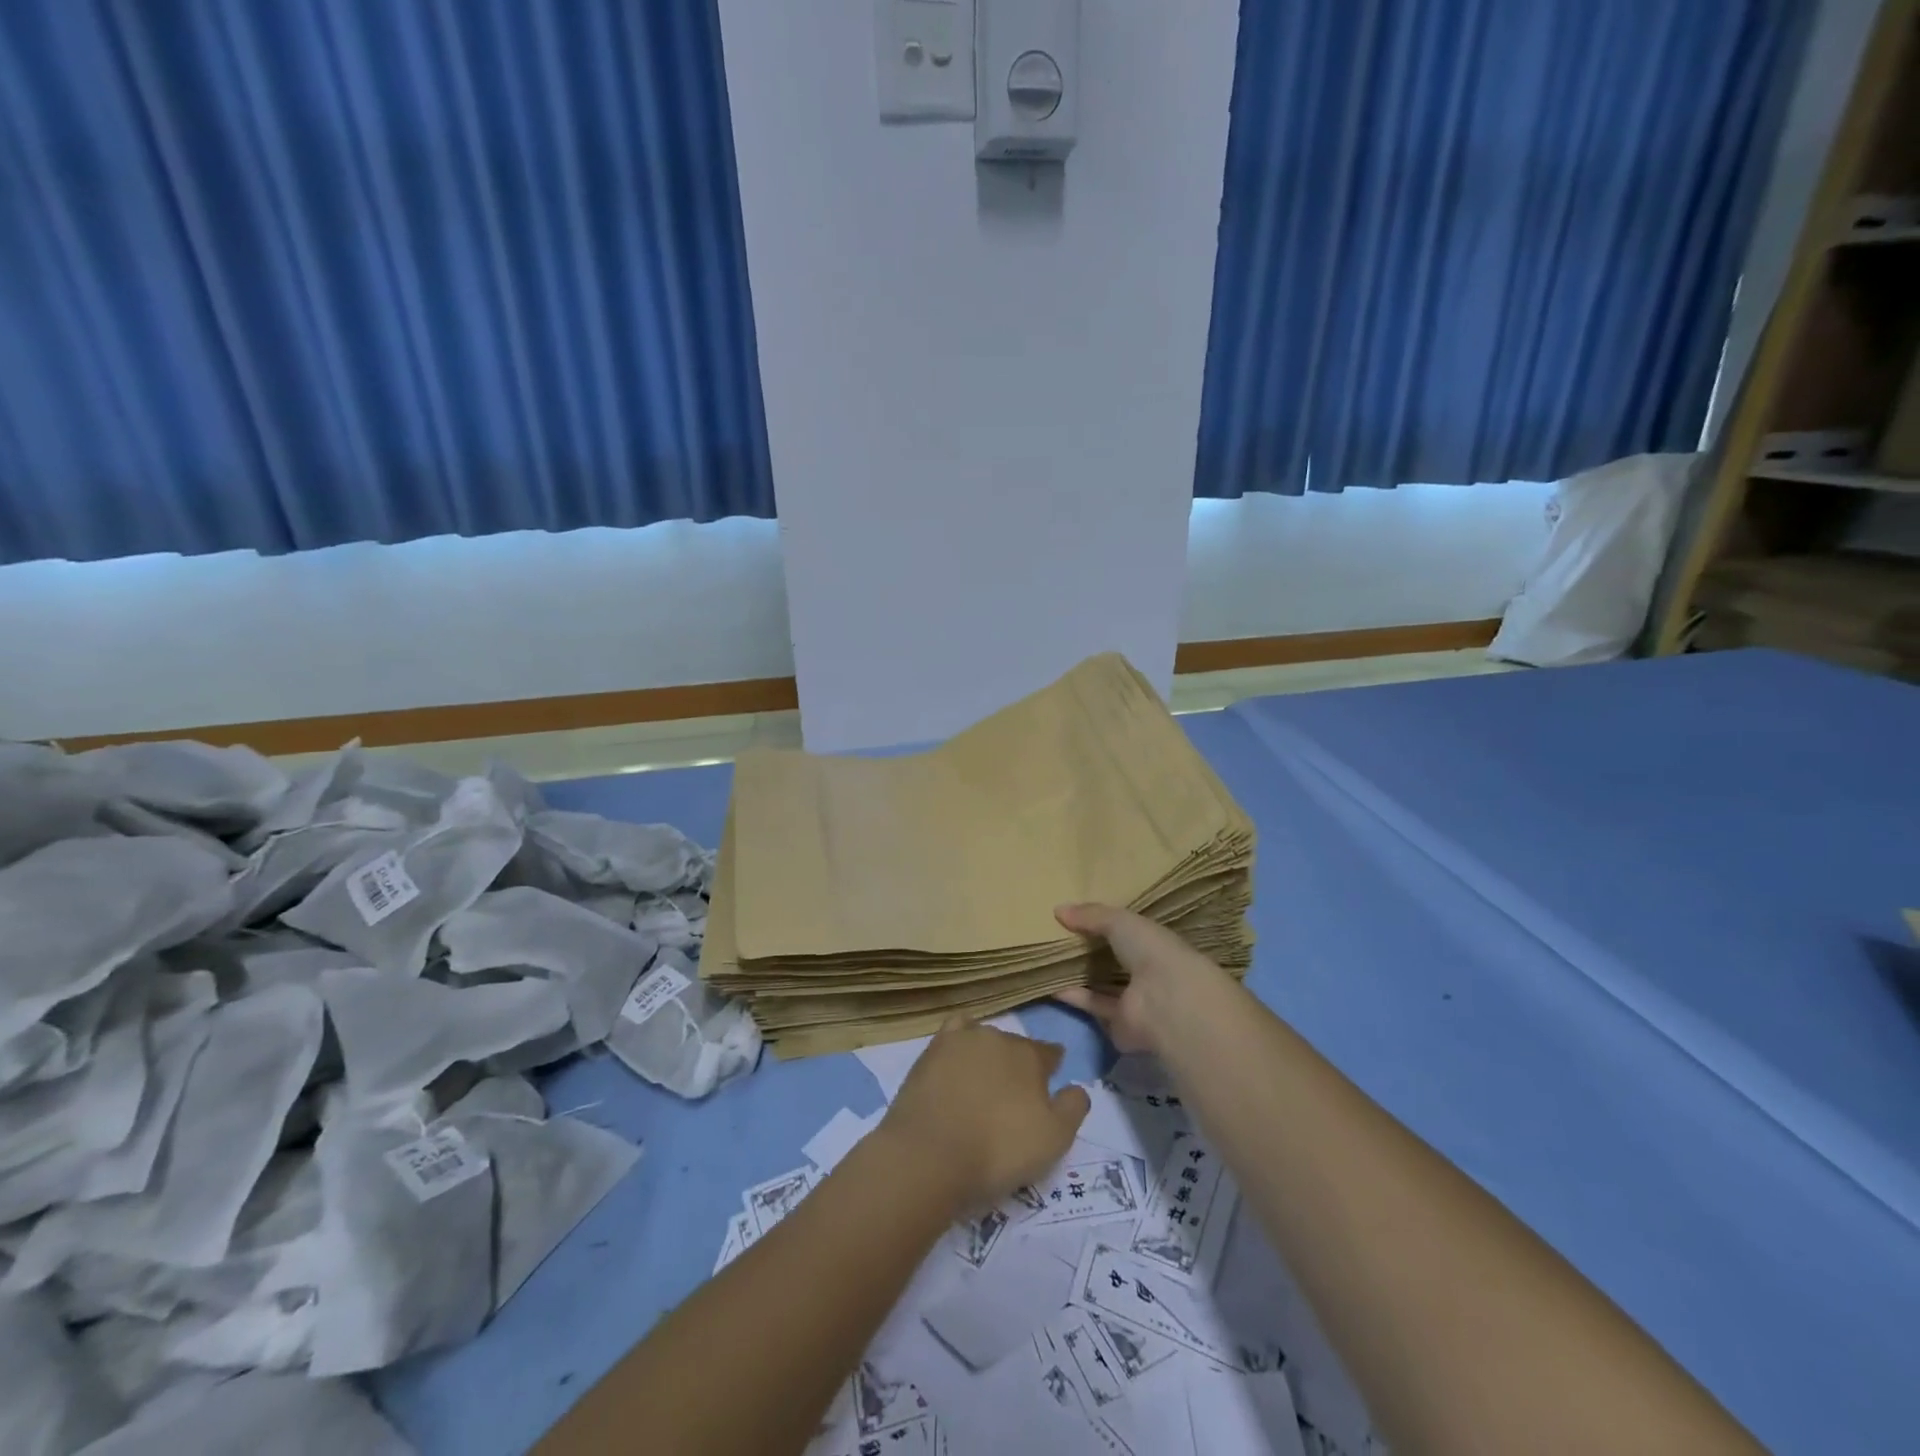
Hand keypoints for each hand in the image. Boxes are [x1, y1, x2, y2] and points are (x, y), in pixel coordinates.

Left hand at [878, 1024, 1089, 1213]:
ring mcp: (961, 1040)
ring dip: (989, 1055)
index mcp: (1030, 1055)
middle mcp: (998, 1037)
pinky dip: (959, 1041)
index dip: (1052, 1068)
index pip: (1050, 1052)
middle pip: (1016, 1046)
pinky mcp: (931, 1050)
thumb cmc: (999, 1150)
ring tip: (984, 1083)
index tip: (1051, 1084)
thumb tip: (1077, 1087)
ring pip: (985, 1040)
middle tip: (1014, 1097)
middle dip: (1019, 1065)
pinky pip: (953, 1033)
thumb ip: (1073, 1107)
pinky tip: (957, 1057)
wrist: (930, 1155)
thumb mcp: (1054, 1139)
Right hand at [1052, 902, 1221, 1054]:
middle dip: (1090, 950)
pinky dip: (1074, 997)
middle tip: (1057, 938)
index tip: (1078, 916)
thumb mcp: (1119, 922)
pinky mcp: (1121, 1025)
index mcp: (1154, 944)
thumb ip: (1091, 915)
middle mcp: (1147, 972)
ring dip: (1080, 975)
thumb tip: (1057, 909)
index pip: (1130, 932)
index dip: (1106, 924)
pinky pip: (1095, 1006)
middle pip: (1115, 960)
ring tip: (1050, 961)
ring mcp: (1136, 1000)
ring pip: (1104, 985)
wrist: (1166, 1002)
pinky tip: (1051, 984)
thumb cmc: (1150, 951)